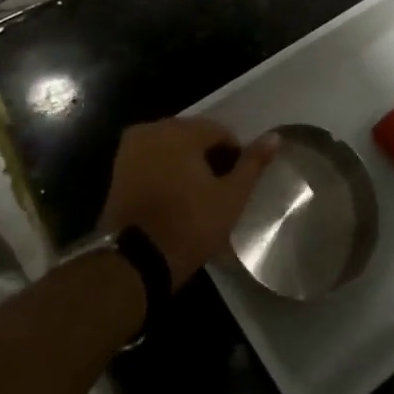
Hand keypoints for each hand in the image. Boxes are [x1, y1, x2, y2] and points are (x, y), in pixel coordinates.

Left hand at [101, 119, 278, 288]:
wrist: (133, 263)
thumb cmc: (188, 226)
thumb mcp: (231, 197)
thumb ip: (253, 163)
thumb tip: (275, 136)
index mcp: (181, 131)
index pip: (220, 132)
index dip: (233, 156)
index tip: (234, 184)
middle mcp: (153, 130)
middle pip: (194, 136)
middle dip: (208, 157)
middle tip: (217, 191)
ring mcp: (131, 149)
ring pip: (172, 147)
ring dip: (186, 164)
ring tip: (196, 196)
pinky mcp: (118, 169)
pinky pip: (152, 159)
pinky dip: (166, 171)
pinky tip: (174, 197)